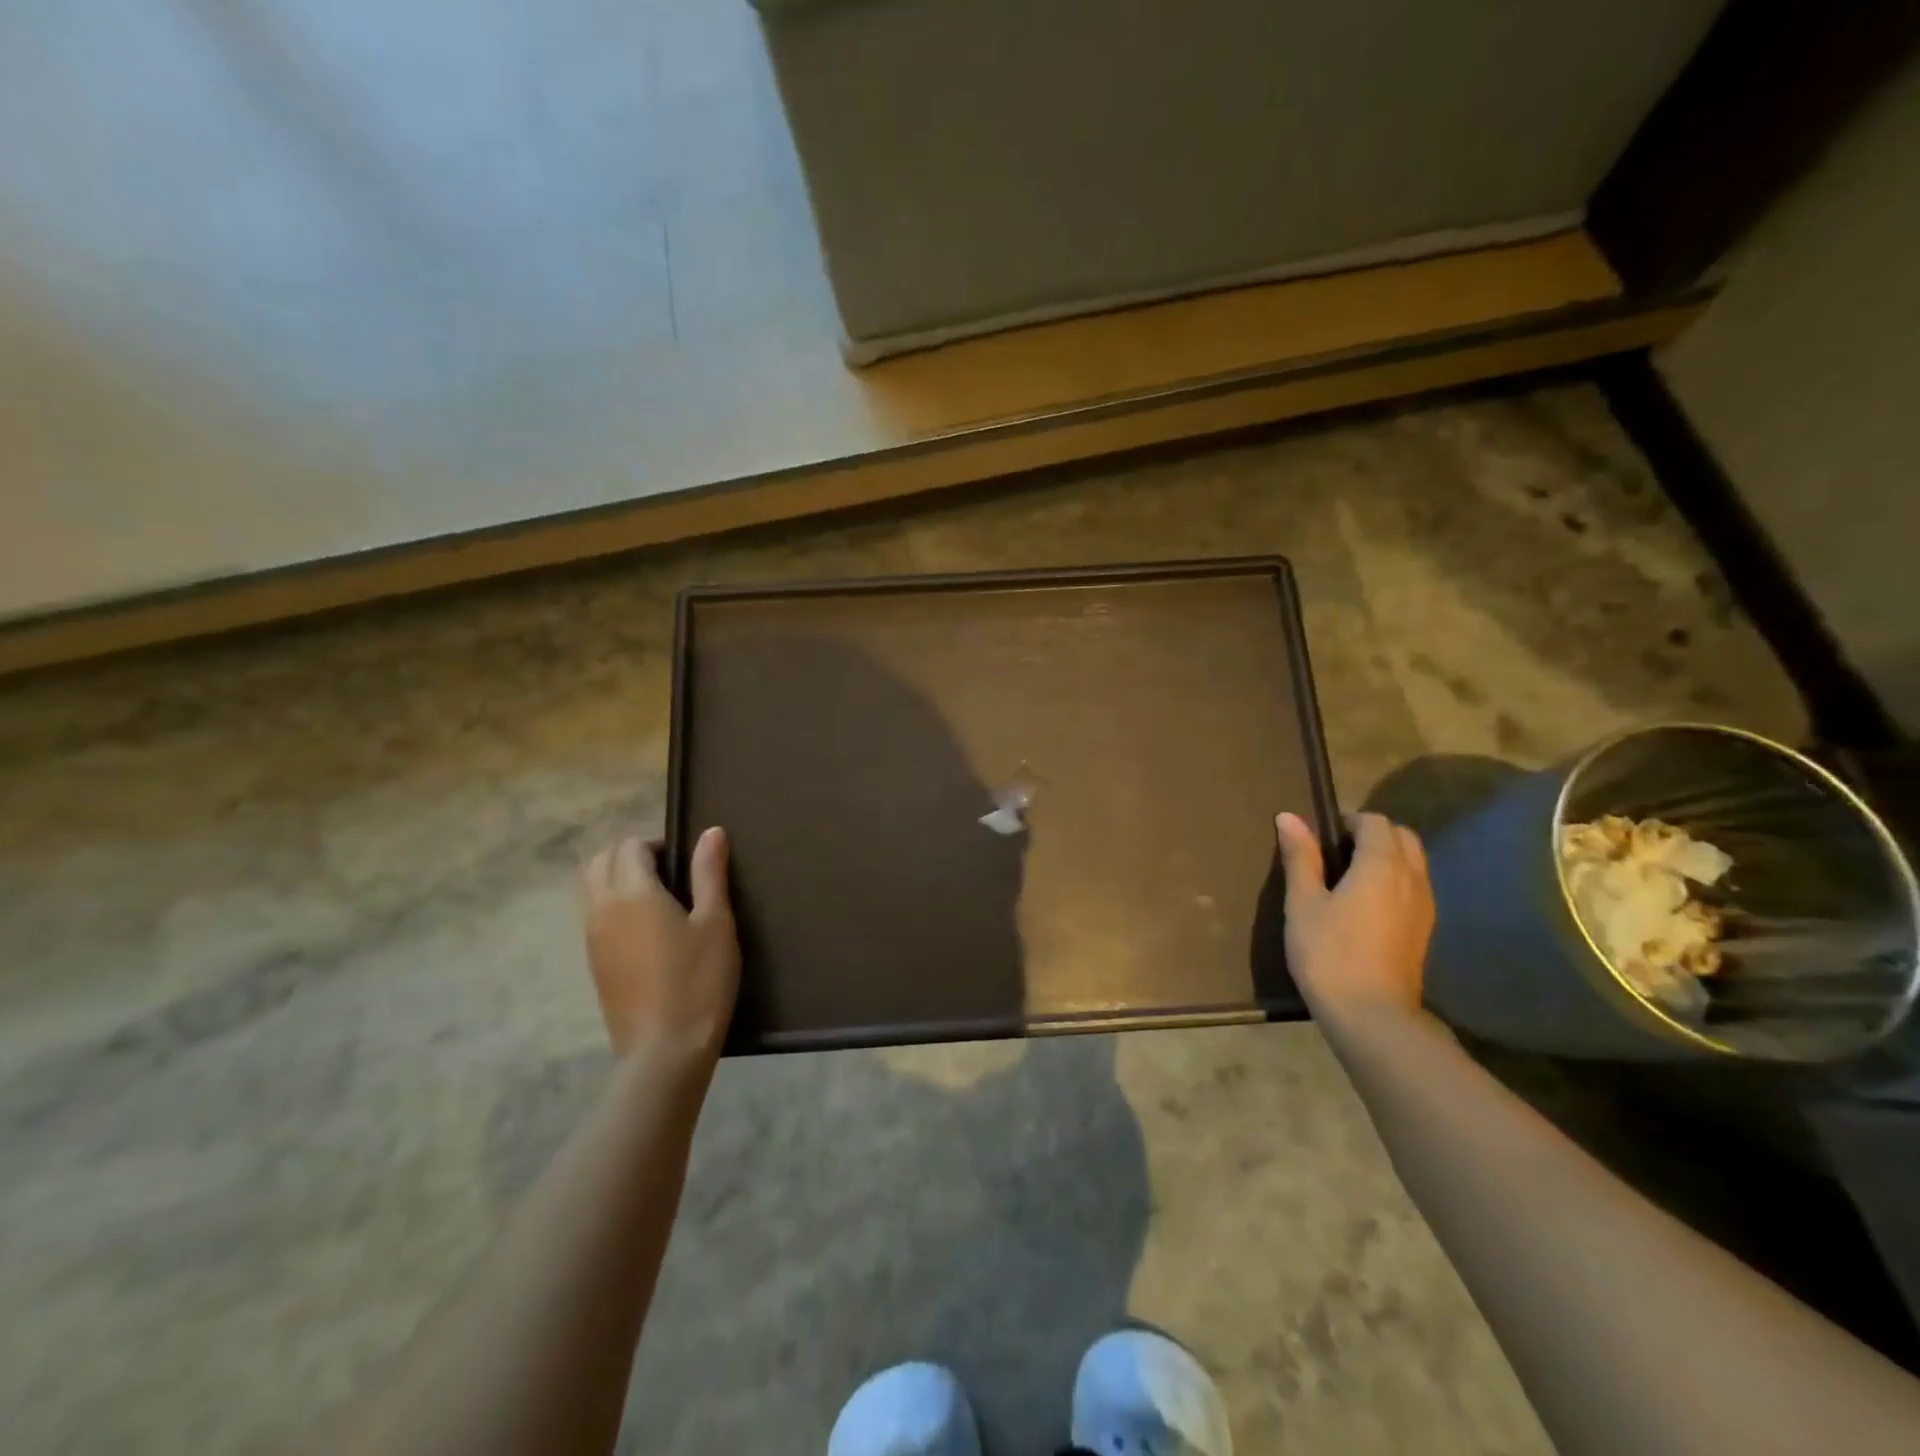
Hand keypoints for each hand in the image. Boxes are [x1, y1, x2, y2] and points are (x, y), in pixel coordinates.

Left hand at [581, 829, 739, 1064]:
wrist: (664, 1050)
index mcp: (632, 893)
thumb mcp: (715, 922)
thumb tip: (711, 831)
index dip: (657, 845)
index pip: (630, 846)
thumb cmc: (698, 980)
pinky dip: (611, 905)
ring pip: (590, 887)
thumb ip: (709, 873)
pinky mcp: (593, 963)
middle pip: (600, 861)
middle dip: (630, 856)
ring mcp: (591, 938)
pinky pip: (592, 915)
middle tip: (669, 874)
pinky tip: (646, 930)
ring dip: (616, 879)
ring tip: (657, 900)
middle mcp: (602, 908)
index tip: (686, 864)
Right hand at [1274, 811, 1433, 1023]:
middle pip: (1402, 837)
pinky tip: (1367, 906)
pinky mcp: (1425, 930)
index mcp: (1381, 865)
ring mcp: (1424, 905)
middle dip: (1373, 835)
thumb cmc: (1328, 953)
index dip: (1348, 821)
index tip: (1322, 840)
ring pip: (1414, 862)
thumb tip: (1290, 817)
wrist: (1372, 1016)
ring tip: (1350, 879)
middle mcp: (1412, 878)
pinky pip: (1415, 887)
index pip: (1375, 822)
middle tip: (1336, 854)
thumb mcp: (1303, 903)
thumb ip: (1300, 857)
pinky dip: (1396, 881)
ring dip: (1387, 857)